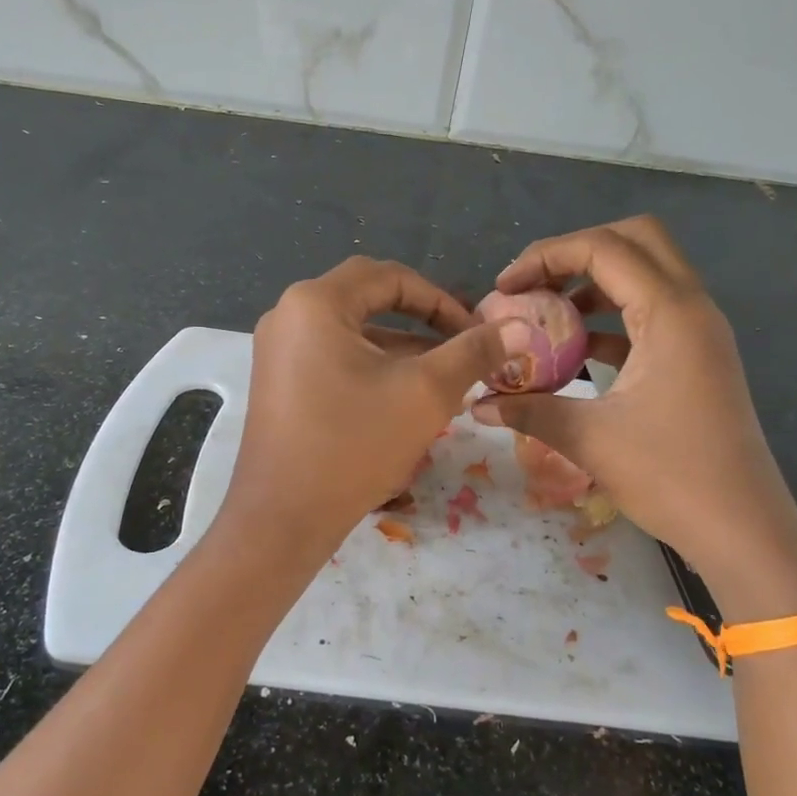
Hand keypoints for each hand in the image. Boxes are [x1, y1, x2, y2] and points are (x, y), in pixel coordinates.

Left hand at [217, 257, 530, 572]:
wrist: (282, 519)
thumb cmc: (353, 445)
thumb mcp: (424, 393)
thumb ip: (472, 352)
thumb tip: (518, 326)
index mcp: (315, 302)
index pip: (389, 277)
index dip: (440, 299)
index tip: (475, 331)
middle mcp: (288, 315)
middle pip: (368, 300)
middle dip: (421, 321)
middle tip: (461, 345)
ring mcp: (278, 351)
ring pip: (353, 333)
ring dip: (400, 349)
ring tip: (445, 380)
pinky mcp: (279, 383)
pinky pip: (334, 358)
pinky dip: (372, 369)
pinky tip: (405, 400)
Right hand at [470, 217, 796, 619]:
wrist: (745, 531)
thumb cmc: (672, 478)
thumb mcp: (590, 439)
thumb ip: (529, 410)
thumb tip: (477, 404)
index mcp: (671, 313)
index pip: (603, 248)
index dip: (546, 256)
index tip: (505, 287)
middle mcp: (692, 308)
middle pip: (636, 240)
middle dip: (577, 252)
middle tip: (534, 284)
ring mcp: (700, 332)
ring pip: (646, 274)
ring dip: (594, 282)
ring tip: (546, 314)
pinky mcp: (698, 357)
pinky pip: (651, 312)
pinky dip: (612, 316)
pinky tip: (575, 350)